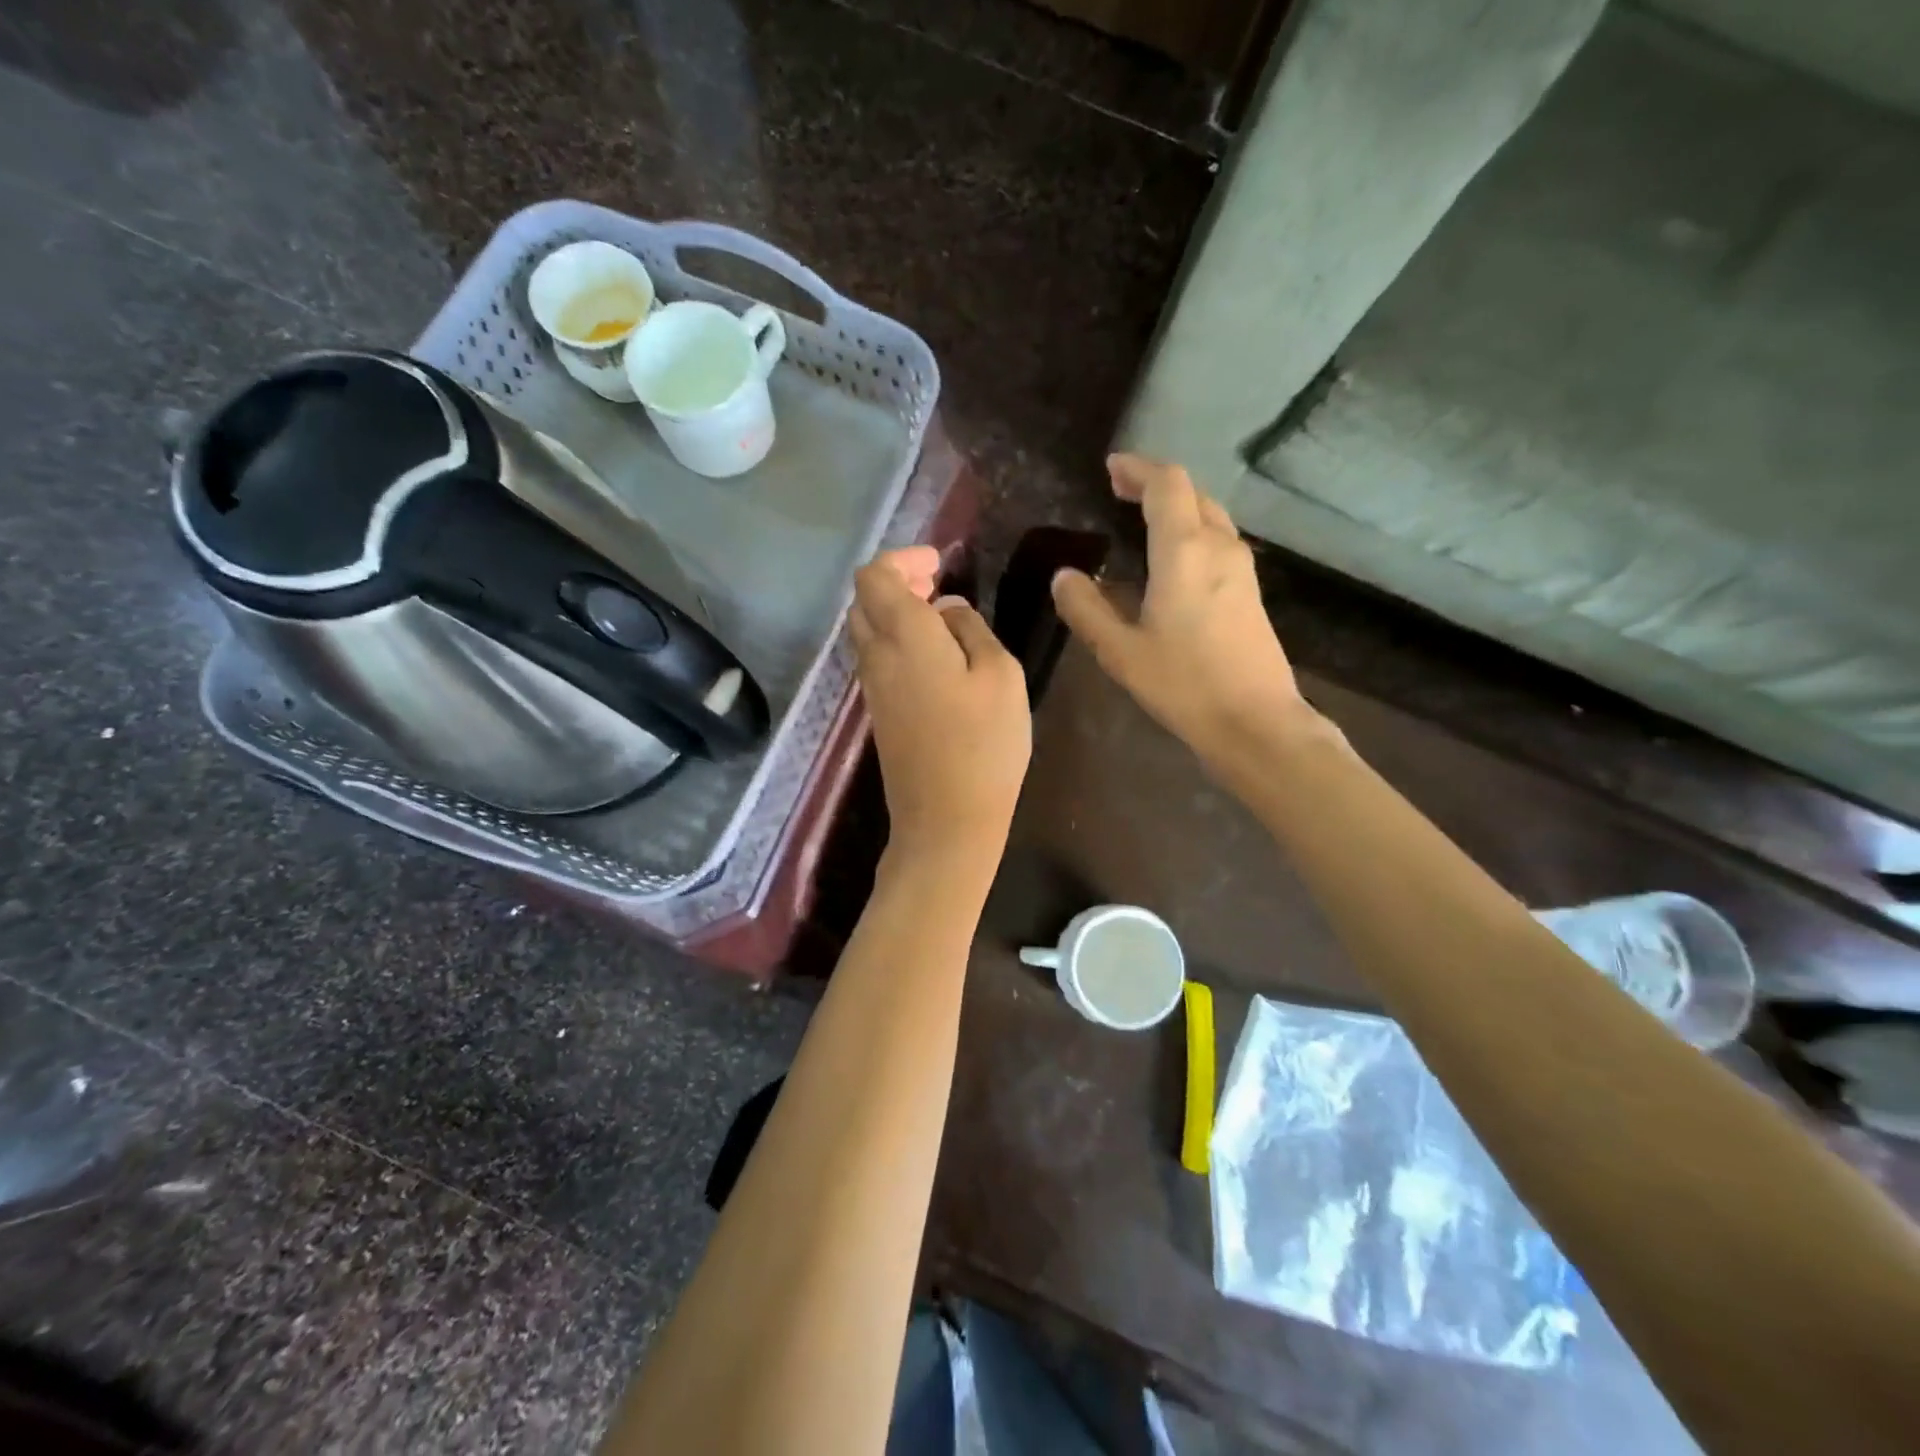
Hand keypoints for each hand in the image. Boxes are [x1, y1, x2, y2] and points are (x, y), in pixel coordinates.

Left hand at [850, 547, 1031, 863]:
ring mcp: (872, 688)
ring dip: (895, 612)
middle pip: (864, 600)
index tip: (939, 563)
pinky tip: (934, 656)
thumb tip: (946, 610)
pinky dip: (896, 640)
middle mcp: (876, 656)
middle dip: (896, 581)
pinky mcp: (878, 713)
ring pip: (867, 630)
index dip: (902, 559)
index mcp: (904, 636)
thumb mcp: (1001, 675)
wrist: (946, 821)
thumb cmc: (984, 745)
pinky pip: (876, 658)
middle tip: (936, 582)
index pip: (874, 576)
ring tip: (939, 616)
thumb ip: (971, 630)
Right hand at [1051, 455, 1309, 771]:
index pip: (1166, 483)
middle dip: (1155, 484)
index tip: (1111, 468)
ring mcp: (1242, 568)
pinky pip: (1218, 541)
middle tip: (1120, 490)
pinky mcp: (1251, 590)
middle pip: (1192, 493)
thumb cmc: (1183, 684)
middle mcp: (1219, 546)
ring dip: (1177, 507)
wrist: (1256, 721)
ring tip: (1142, 519)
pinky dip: (1191, 531)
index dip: (1137, 468)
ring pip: (1209, 515)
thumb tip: (1063, 575)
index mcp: (1184, 550)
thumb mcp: (1120, 651)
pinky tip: (1172, 559)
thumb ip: (1087, 608)